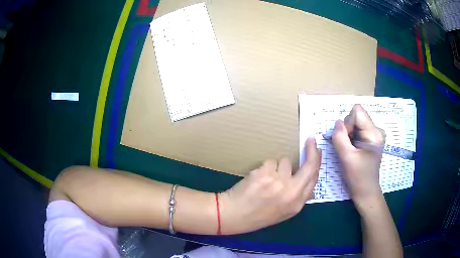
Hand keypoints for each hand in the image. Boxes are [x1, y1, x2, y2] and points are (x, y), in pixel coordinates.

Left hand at [219, 137, 320, 234]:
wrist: (234, 215)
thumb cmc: (258, 215)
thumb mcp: (284, 213)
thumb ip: (297, 197)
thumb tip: (309, 184)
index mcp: (297, 204)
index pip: (314, 178)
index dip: (317, 162)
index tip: (317, 150)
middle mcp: (291, 192)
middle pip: (309, 166)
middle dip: (311, 151)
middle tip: (310, 140)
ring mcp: (278, 181)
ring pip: (285, 161)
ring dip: (278, 167)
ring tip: (267, 180)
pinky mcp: (264, 173)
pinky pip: (270, 162)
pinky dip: (266, 168)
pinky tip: (258, 179)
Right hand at [331, 104, 385, 207]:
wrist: (366, 191)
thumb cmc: (358, 177)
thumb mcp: (347, 158)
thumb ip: (339, 137)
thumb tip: (337, 122)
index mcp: (374, 133)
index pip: (357, 112)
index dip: (347, 123)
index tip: (346, 140)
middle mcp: (376, 130)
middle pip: (356, 116)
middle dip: (347, 130)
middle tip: (347, 147)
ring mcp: (374, 134)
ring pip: (355, 123)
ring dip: (348, 134)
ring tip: (349, 150)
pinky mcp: (371, 138)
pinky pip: (357, 129)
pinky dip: (350, 137)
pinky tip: (352, 149)